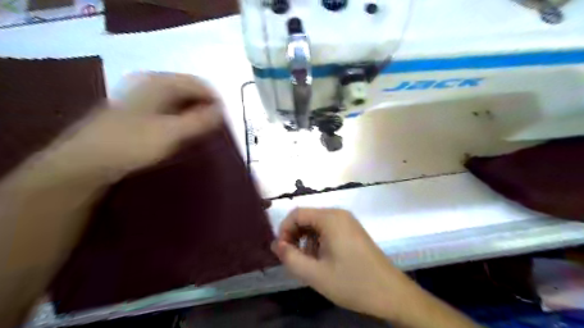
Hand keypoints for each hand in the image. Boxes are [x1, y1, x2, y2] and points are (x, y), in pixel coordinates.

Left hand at [45, 73, 221, 181]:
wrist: (86, 161)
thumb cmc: (132, 144)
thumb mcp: (172, 133)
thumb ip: (200, 121)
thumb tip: (222, 111)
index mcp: (159, 82)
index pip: (198, 84)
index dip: (215, 100)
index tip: (224, 120)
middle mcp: (150, 83)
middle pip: (189, 89)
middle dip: (205, 106)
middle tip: (214, 127)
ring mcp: (141, 95)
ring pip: (179, 99)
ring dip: (194, 112)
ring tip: (201, 130)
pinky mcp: (137, 110)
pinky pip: (168, 107)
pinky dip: (181, 116)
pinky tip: (182, 131)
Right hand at [271, 209, 412, 318]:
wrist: (390, 293)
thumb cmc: (352, 282)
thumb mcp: (315, 274)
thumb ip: (290, 258)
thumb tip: (276, 244)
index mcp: (330, 218)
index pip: (296, 214)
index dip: (284, 230)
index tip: (282, 251)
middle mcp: (339, 214)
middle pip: (307, 218)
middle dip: (295, 236)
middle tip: (294, 259)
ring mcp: (348, 221)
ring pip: (317, 225)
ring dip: (307, 241)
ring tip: (309, 263)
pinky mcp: (353, 231)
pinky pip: (328, 230)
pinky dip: (319, 242)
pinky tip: (323, 260)